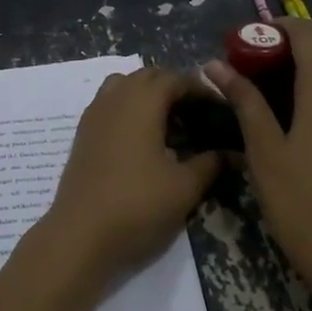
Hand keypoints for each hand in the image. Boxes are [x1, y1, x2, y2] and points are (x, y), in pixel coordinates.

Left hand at [42, 68, 222, 278]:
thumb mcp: (184, 187)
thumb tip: (232, 153)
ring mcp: (93, 115)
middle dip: (173, 87)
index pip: (175, 78)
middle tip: (197, 113)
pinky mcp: (82, 134)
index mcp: (142, 101)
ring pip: (123, 86)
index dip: (200, 89)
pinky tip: (141, 139)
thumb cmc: (137, 204)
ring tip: (168, 121)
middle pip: (147, 76)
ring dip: (146, 94)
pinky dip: (128, 109)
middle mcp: (115, 98)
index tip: (219, 108)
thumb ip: (211, 164)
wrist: (79, 234)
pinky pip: (108, 104)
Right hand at [205, 18, 311, 286]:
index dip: (279, 27)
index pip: (310, 34)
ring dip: (307, 73)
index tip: (248, 39)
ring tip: (269, 94)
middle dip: (289, 52)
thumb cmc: (299, 199)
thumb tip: (216, 64)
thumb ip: (244, 100)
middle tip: (252, 69)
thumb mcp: (263, 148)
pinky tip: (295, 120)